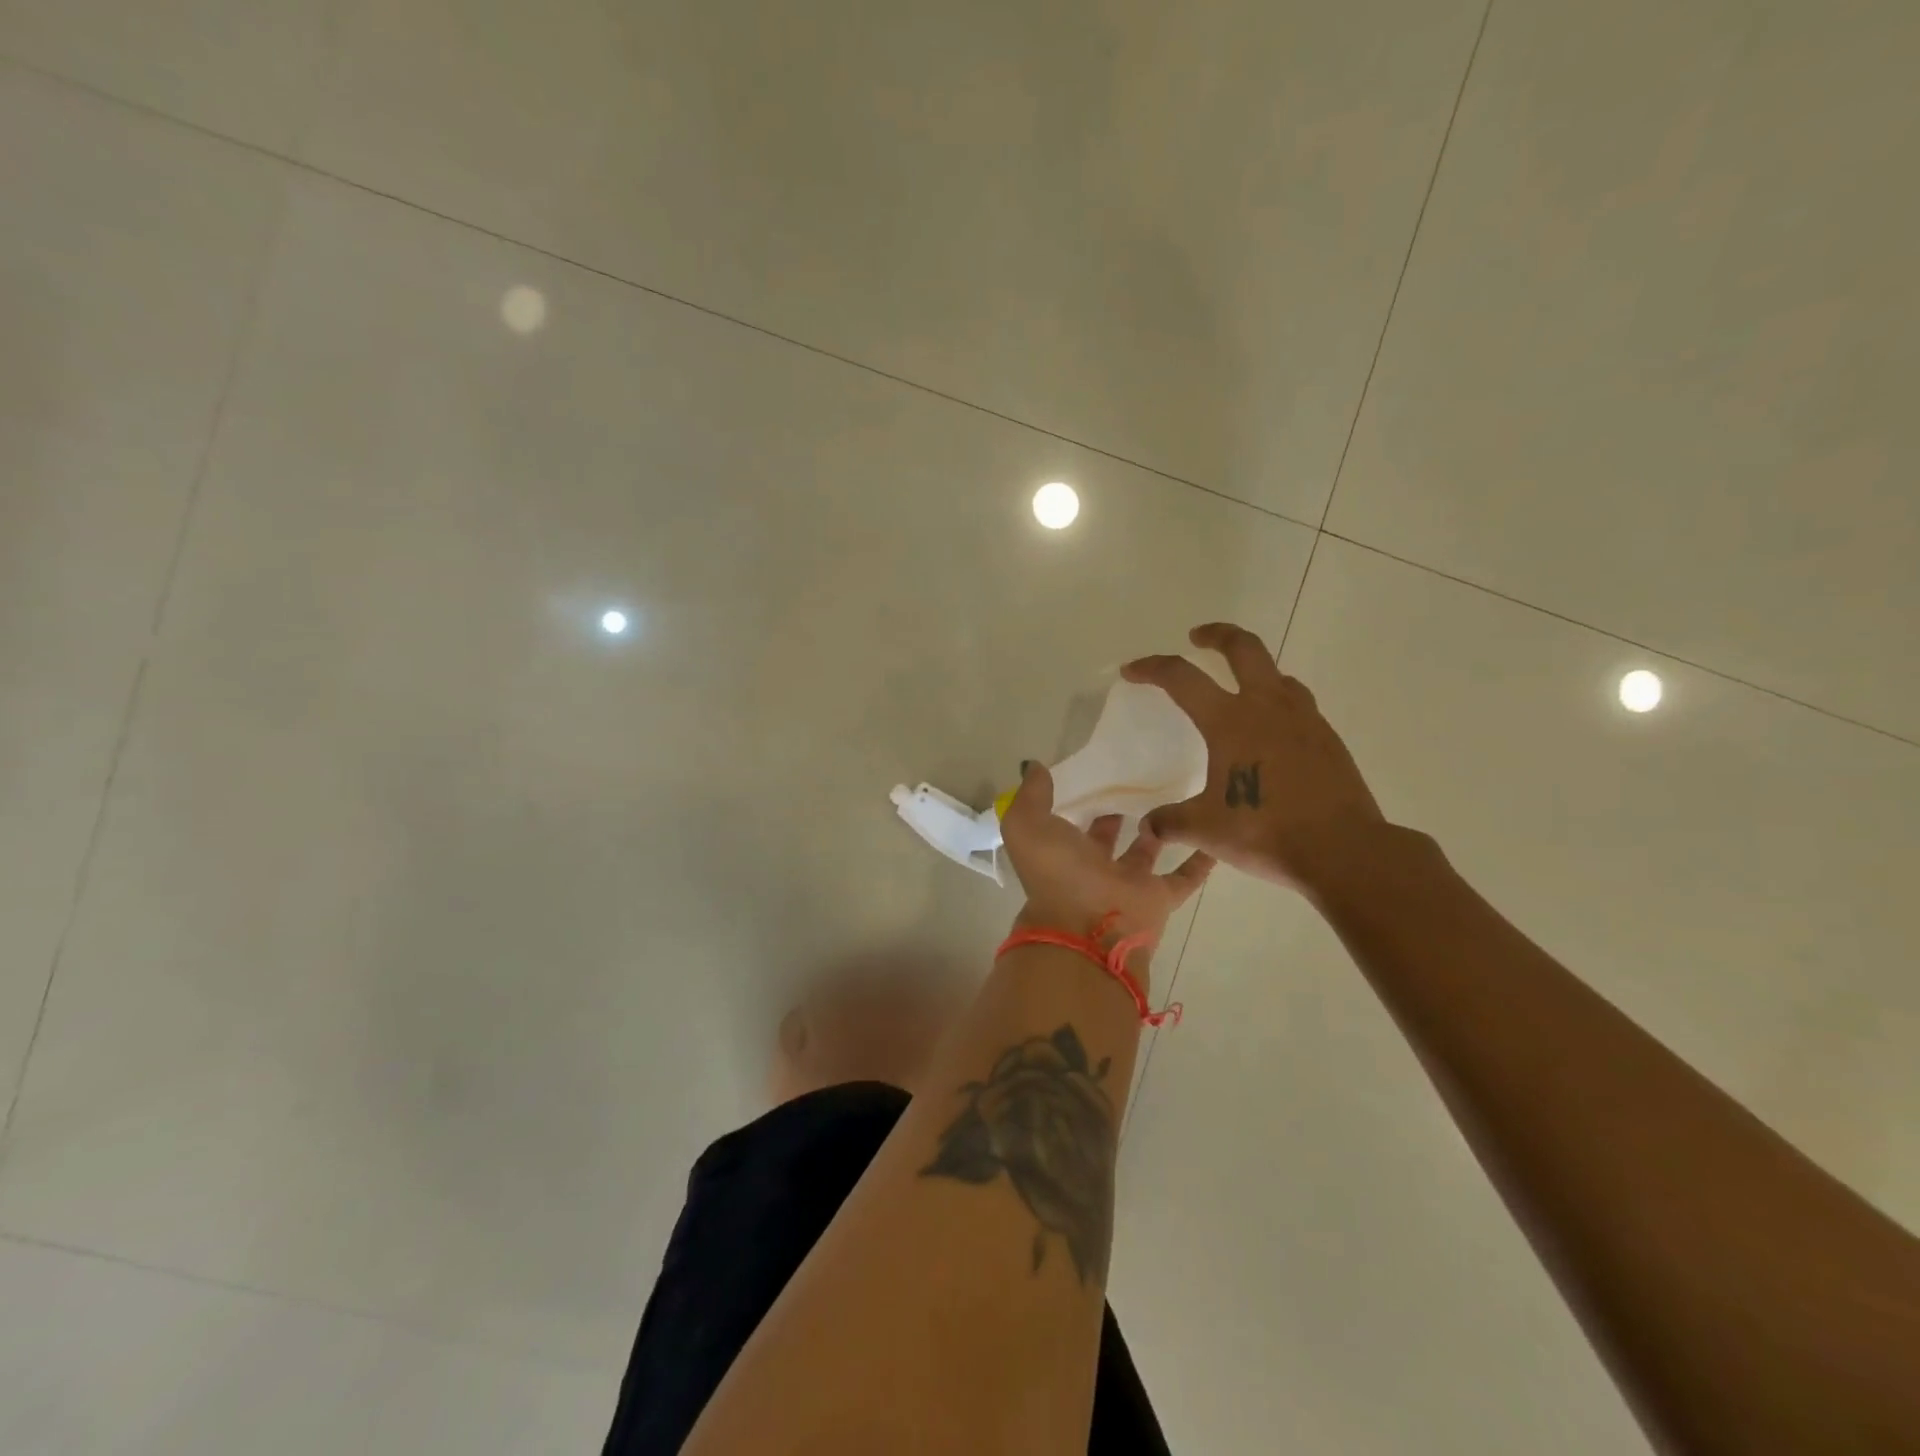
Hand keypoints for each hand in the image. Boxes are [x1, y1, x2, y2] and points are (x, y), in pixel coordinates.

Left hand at [1000, 762, 1212, 955]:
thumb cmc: (1058, 874)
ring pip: (1145, 853)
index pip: (1068, 824)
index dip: (1077, 802)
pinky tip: (1213, 836)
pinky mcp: (1158, 898)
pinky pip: (1184, 877)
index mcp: (1060, 853)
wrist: (1089, 929)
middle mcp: (1092, 869)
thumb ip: (1032, 796)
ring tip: (1173, 797)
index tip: (1093, 774)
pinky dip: (1199, 861)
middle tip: (1134, 781)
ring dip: (1156, 831)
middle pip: (1105, 838)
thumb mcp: (1028, 826)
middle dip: (1114, 814)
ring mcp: (1126, 884)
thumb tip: (1036, 767)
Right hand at [1122, 622, 1383, 890]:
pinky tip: (1273, 732)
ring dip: (1254, 669)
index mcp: (1230, 721)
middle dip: (1218, 635)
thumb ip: (1172, 822)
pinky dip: (1278, 703)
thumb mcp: (1206, 830)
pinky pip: (1299, 704)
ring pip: (1277, 674)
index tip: (1132, 671)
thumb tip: (1149, 825)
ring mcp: (1304, 720)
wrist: (1343, 850)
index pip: (1182, 678)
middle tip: (1198, 637)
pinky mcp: (1328, 739)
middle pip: (1243, 648)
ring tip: (1240, 688)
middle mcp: (1268, 707)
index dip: (1152, 669)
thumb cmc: (1265, 831)